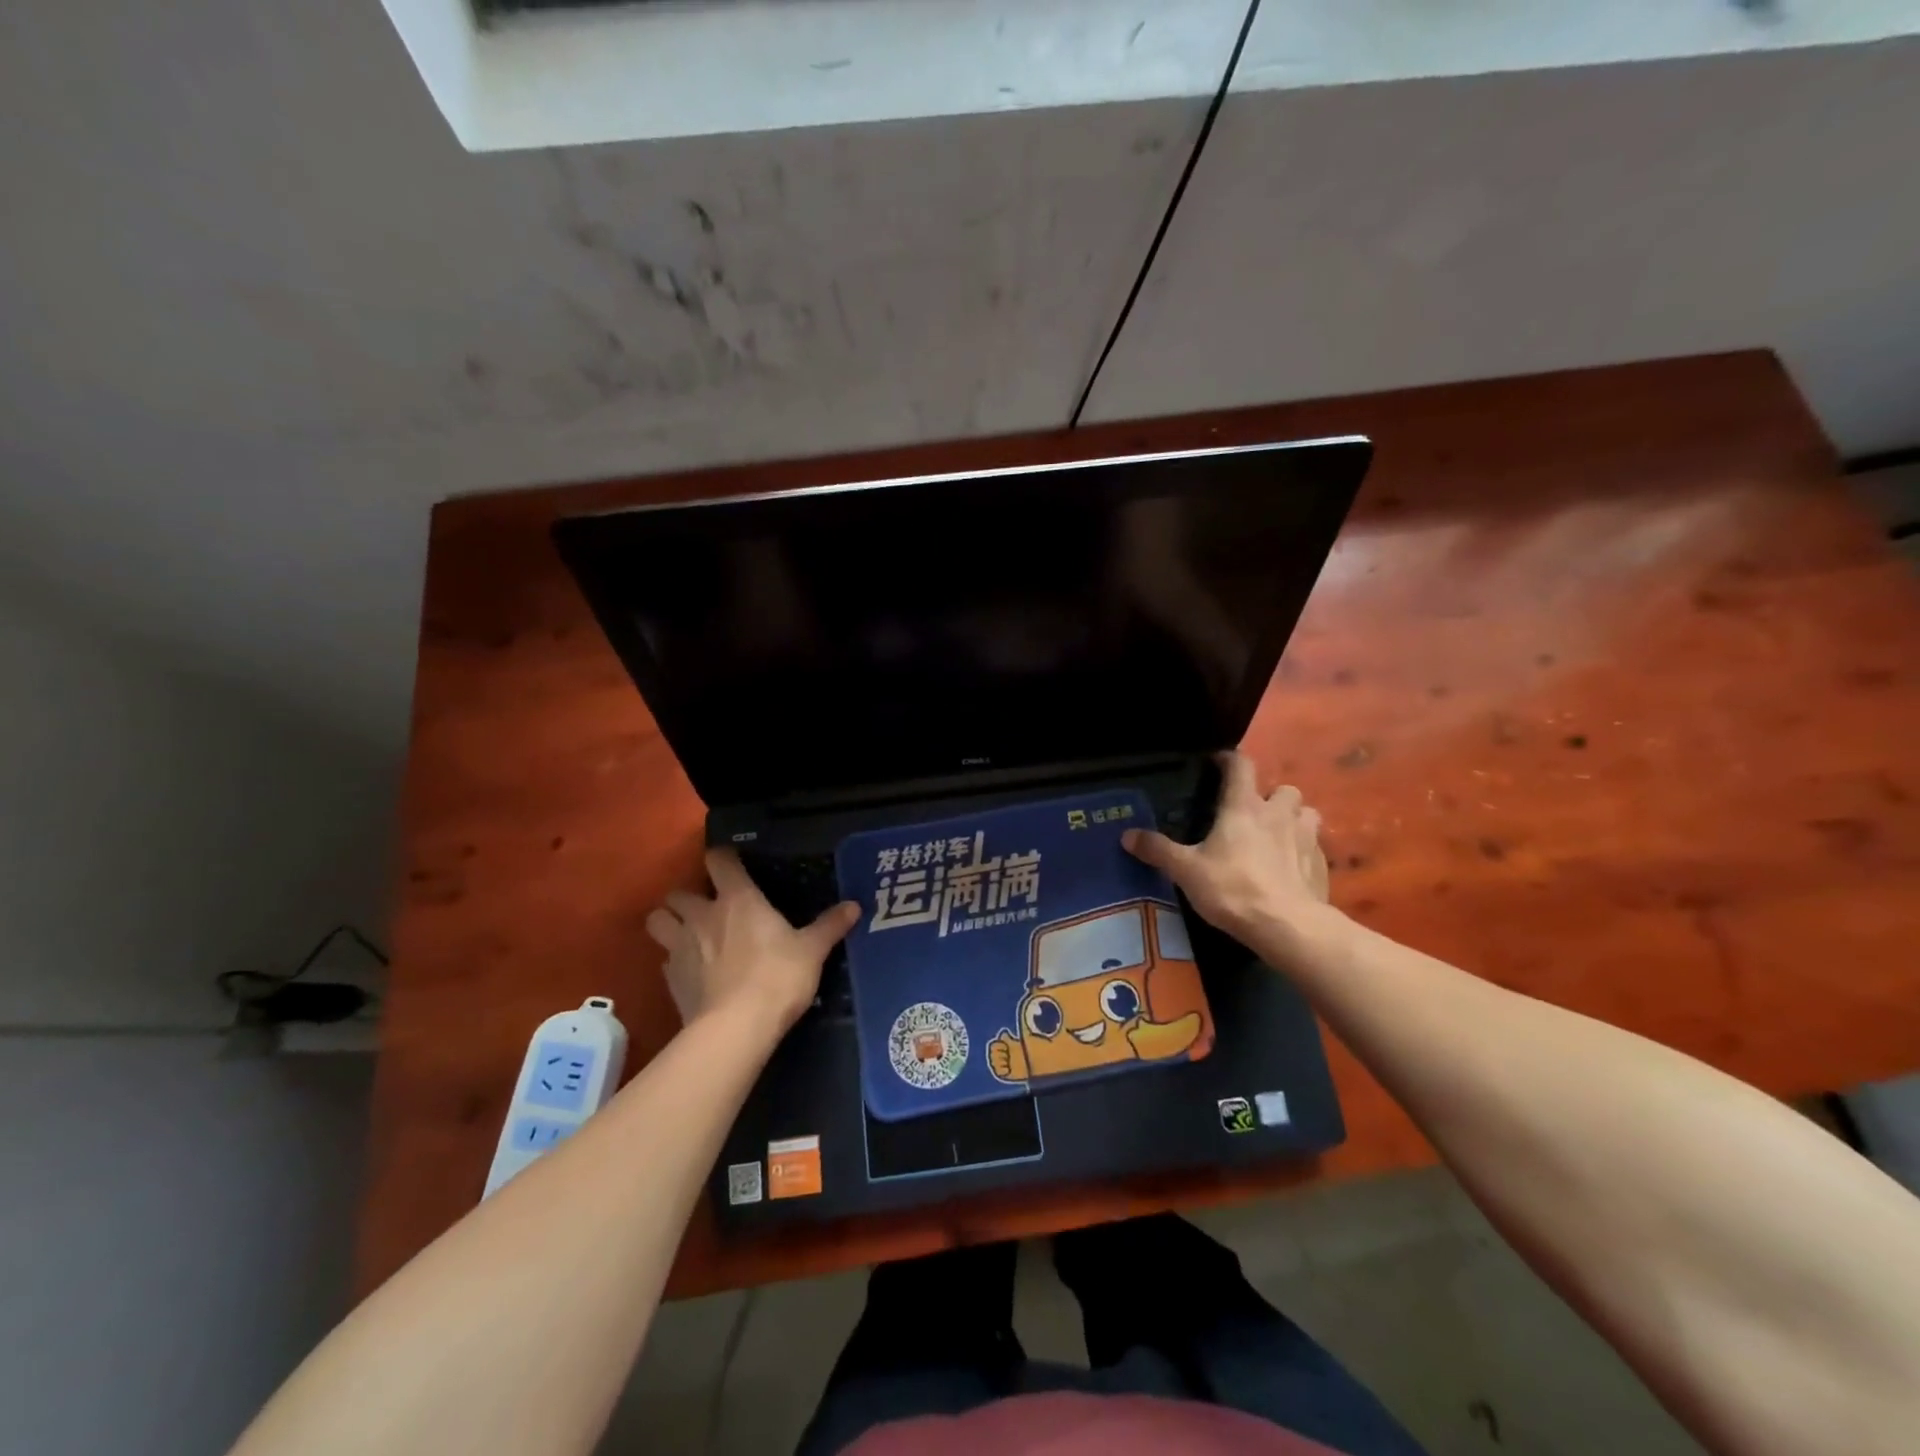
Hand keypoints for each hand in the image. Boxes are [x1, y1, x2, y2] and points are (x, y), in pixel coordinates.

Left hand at [645, 849, 860, 1038]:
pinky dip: (674, 960)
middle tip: (706, 906)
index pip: (719, 860)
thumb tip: (854, 905)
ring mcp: (680, 947)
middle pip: (678, 892)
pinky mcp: (670, 980)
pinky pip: (664, 960)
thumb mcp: (812, 951)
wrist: (736, 1028)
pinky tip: (691, 971)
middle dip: (688, 895)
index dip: (723, 858)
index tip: (732, 864)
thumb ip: (830, 925)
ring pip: (657, 921)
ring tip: (686, 932)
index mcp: (737, 899)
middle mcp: (702, 915)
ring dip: (668, 922)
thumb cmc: (777, 978)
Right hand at [1123, 752, 1331, 943]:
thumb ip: (1158, 850)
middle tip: (1251, 813)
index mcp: (1244, 807)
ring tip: (1276, 836)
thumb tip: (1127, 835)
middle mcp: (1279, 814)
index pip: (1241, 766)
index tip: (1216, 764)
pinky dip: (1303, 850)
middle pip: (1283, 789)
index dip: (1228, 760)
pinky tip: (1289, 869)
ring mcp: (1306, 838)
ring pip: (1306, 814)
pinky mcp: (1322, 865)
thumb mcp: (1186, 871)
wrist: (1288, 927)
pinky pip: (1314, 846)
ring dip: (1292, 819)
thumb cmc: (1233, 889)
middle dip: (1270, 796)